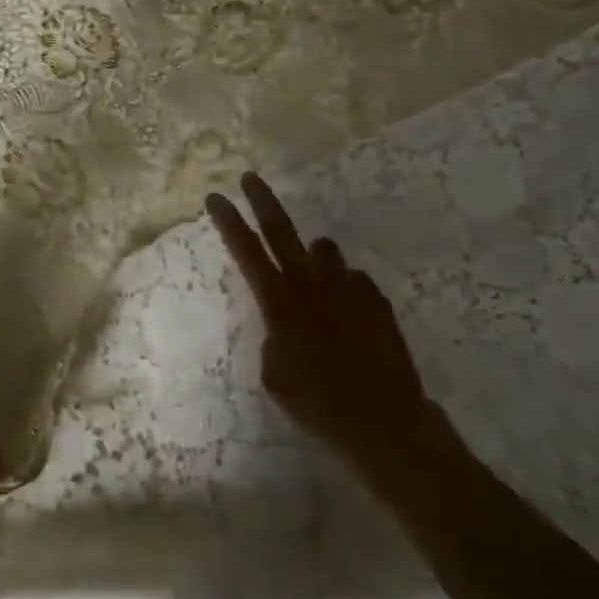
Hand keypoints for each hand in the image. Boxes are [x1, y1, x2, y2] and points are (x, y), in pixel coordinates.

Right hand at [206, 173, 454, 488]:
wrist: (383, 419)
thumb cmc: (317, 403)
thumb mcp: (274, 374)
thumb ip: (273, 335)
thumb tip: (284, 320)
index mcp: (279, 303)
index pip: (246, 252)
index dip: (228, 222)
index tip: (216, 197)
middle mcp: (311, 284)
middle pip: (281, 230)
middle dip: (262, 201)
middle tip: (250, 178)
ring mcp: (346, 286)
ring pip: (323, 250)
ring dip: (314, 258)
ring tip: (316, 282)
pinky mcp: (374, 296)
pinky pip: (352, 279)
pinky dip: (344, 289)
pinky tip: (349, 317)